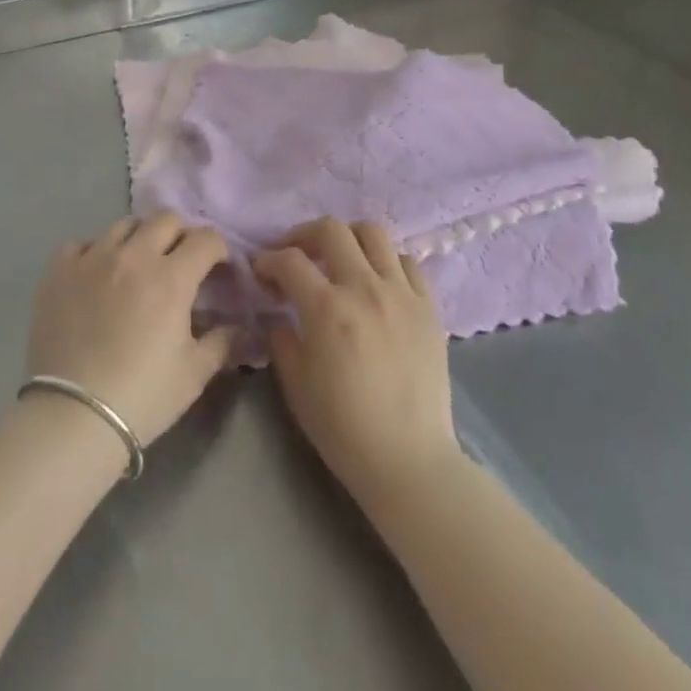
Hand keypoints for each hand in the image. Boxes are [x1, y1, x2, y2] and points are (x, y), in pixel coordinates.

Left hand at [26, 213, 233, 446]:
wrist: (72, 417)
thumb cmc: (142, 397)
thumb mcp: (194, 374)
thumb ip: (222, 342)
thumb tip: (239, 327)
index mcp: (171, 277)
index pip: (205, 239)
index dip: (219, 249)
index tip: (219, 267)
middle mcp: (133, 256)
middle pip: (166, 220)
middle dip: (182, 234)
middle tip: (181, 261)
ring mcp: (93, 258)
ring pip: (124, 225)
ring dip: (140, 238)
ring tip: (139, 263)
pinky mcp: (59, 270)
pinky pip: (82, 243)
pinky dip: (95, 252)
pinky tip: (97, 275)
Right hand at [253, 219, 460, 505]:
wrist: (409, 461)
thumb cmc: (344, 429)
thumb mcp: (296, 386)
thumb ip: (282, 340)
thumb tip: (278, 313)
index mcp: (327, 308)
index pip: (290, 260)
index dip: (268, 259)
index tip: (261, 270)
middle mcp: (365, 288)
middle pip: (331, 230)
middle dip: (304, 235)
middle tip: (296, 254)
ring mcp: (401, 293)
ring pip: (374, 233)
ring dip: (349, 238)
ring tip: (340, 259)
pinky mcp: (429, 306)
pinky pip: (408, 262)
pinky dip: (387, 262)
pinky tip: (378, 282)